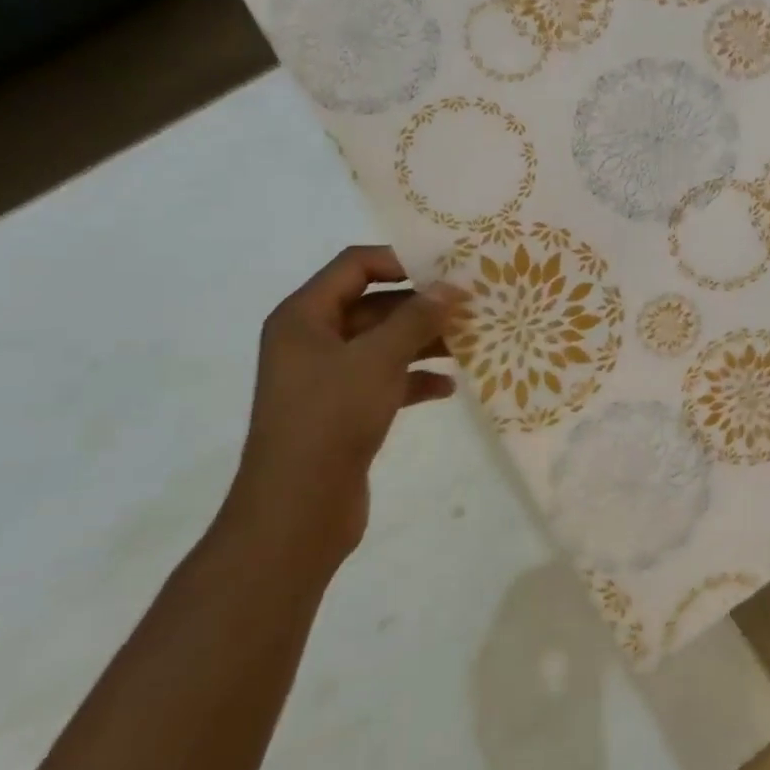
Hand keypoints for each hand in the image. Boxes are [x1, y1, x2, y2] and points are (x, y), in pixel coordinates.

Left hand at [225, 246, 461, 568]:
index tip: (448, 269)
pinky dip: (414, 380)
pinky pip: (384, 381)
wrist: (297, 509)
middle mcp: (312, 340)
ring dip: (424, 342)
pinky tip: (449, 388)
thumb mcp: (379, 358)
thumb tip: (450, 288)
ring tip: (471, 343)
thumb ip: (417, 318)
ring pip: (383, 345)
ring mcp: (327, 378)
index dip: (401, 260)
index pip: (355, 265)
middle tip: (472, 306)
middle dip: (421, 306)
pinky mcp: (343, 411)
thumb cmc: (331, 417)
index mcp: (304, 316)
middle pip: (374, 305)